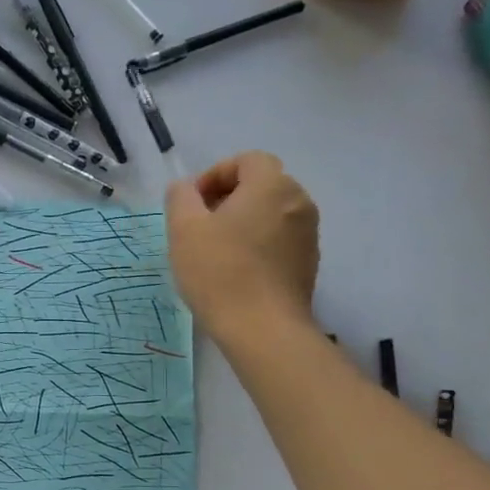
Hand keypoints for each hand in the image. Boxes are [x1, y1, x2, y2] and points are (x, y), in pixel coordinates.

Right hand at [165, 151, 319, 335]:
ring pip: (271, 213)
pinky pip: (280, 239)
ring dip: (243, 222)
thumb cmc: (219, 272)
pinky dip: (258, 243)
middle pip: (261, 185)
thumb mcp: (184, 230)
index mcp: (271, 185)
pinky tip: (236, 271)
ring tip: (215, 250)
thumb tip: (185, 188)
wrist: (263, 329)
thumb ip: (181, 198)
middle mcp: (298, 201)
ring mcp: (308, 234)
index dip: (215, 174)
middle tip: (199, 225)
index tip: (192, 202)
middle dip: (228, 198)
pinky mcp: (308, 263)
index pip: (247, 160)